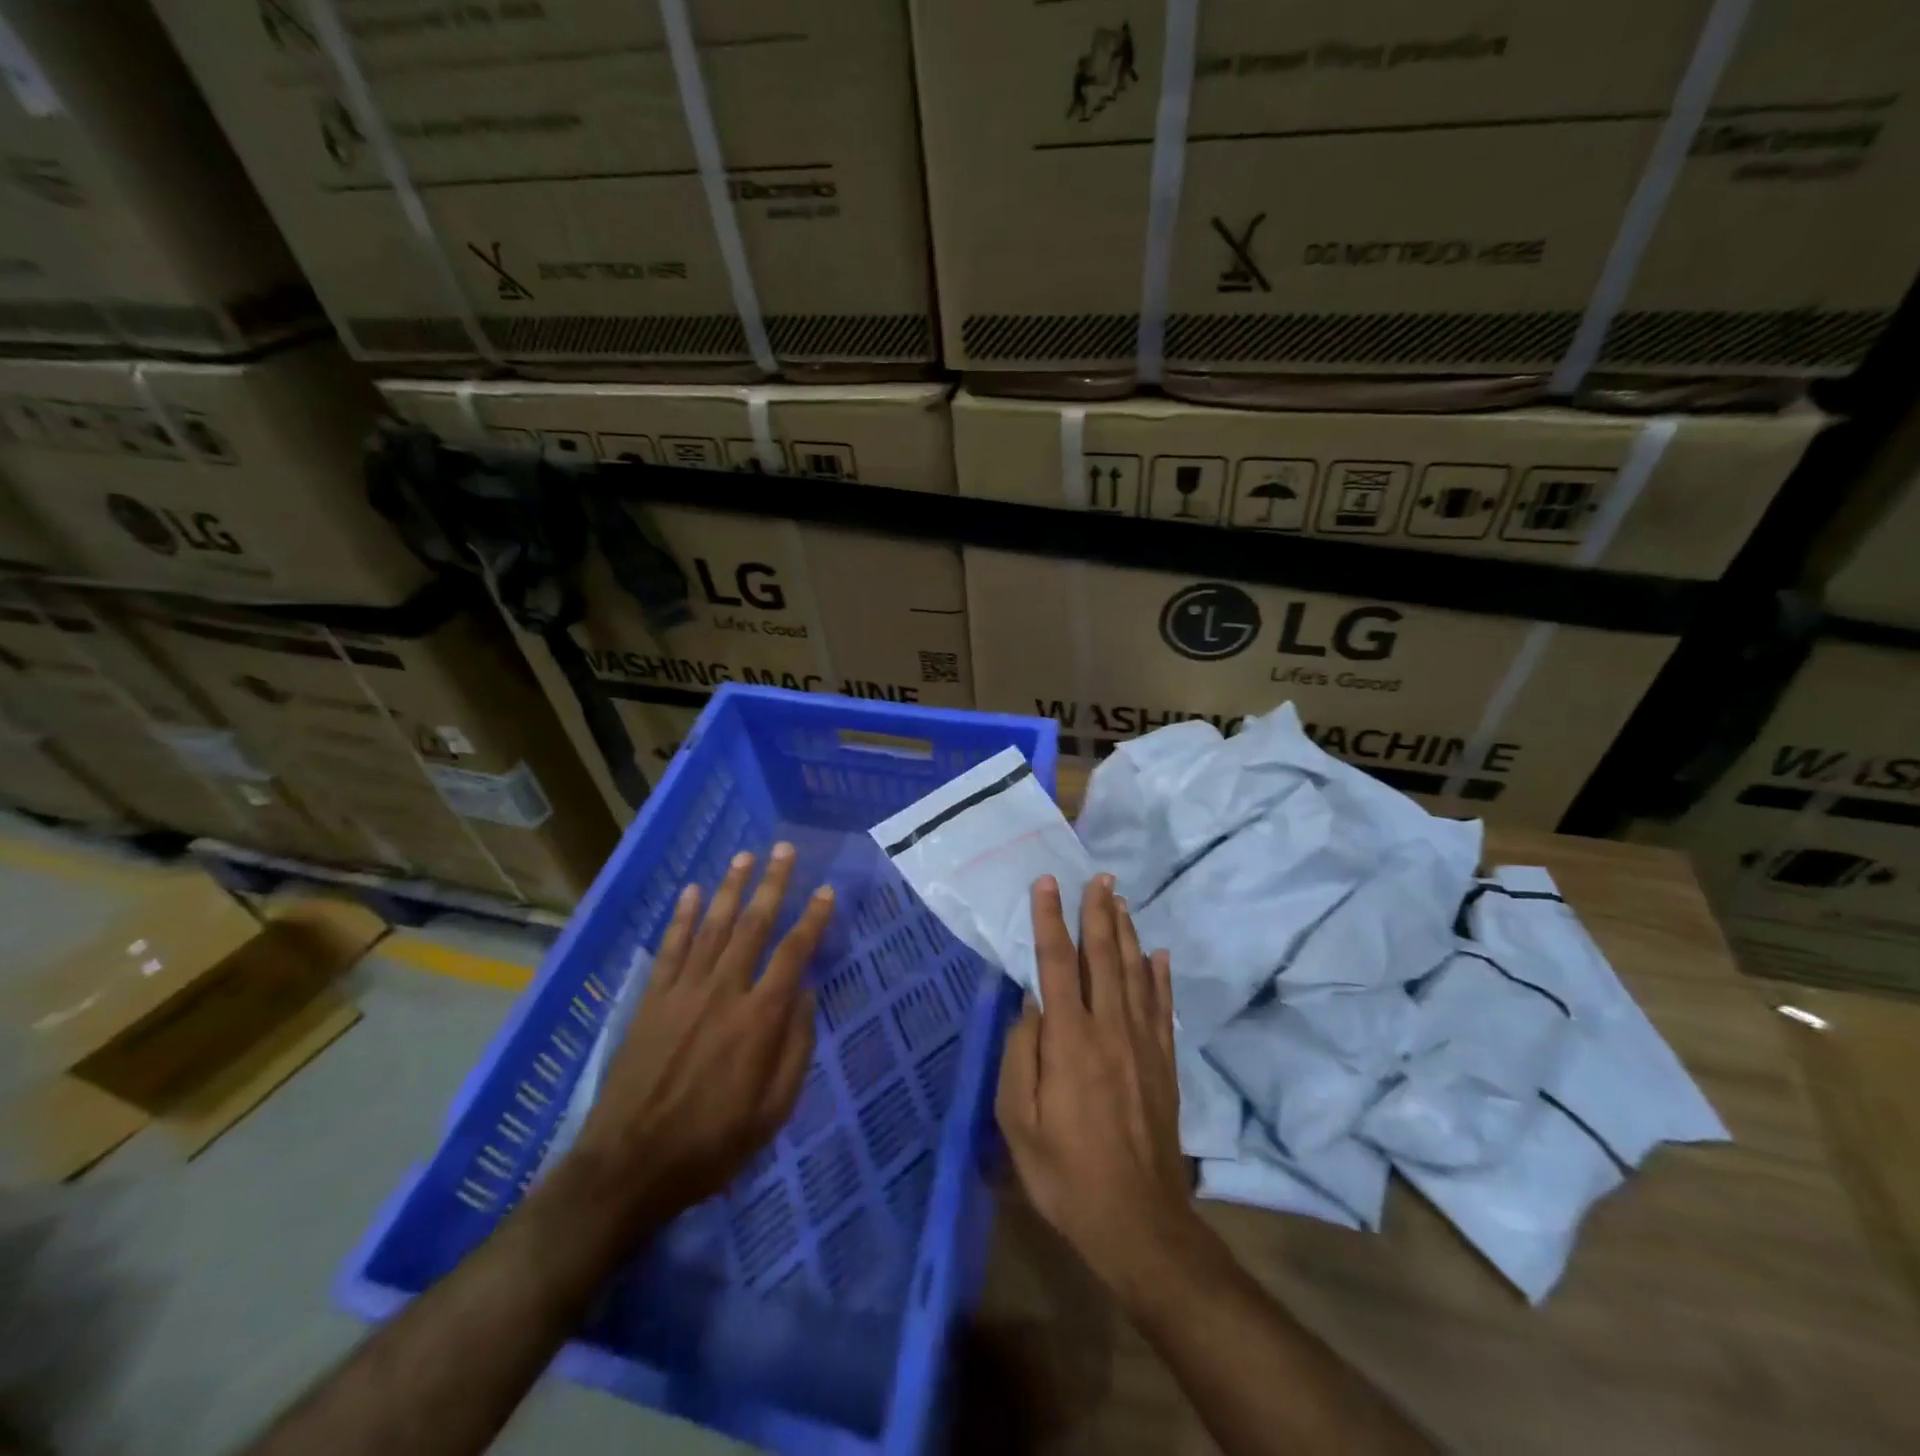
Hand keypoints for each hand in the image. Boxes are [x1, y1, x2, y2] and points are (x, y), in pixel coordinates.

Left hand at [570, 843, 833, 1232]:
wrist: (629, 1166)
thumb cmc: (711, 1144)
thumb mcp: (773, 1111)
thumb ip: (795, 1048)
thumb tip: (806, 994)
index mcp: (759, 1019)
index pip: (793, 954)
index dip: (812, 919)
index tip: (826, 891)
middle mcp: (724, 992)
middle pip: (753, 925)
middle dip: (772, 884)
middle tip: (785, 849)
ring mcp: (683, 992)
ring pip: (712, 927)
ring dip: (730, 888)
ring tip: (745, 855)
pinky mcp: (652, 1000)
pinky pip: (671, 948)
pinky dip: (682, 917)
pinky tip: (691, 892)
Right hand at [996, 874, 1211, 1309]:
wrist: (1137, 1221)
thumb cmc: (1065, 1172)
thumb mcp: (1019, 1121)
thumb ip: (1021, 1055)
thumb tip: (1031, 1004)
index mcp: (1070, 1040)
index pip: (1056, 964)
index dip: (1050, 920)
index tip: (1047, 883)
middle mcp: (1109, 1029)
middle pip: (1104, 957)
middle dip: (1098, 912)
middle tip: (1098, 875)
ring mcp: (1142, 1044)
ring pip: (1135, 973)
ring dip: (1126, 933)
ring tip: (1120, 900)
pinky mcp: (1164, 1063)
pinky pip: (1161, 1007)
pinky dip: (1160, 976)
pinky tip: (1158, 954)